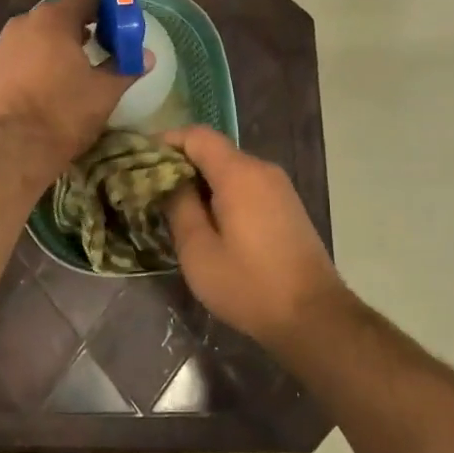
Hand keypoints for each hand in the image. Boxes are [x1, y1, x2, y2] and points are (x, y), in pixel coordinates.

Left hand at [0, 0, 143, 175]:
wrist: (12, 149)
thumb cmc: (63, 114)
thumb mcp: (104, 92)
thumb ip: (126, 68)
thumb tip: (146, 57)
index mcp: (52, 20)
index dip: (107, 6)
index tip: (121, 22)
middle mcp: (22, 24)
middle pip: (59, 15)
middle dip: (82, 27)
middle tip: (104, 46)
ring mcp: (2, 46)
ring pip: (37, 36)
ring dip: (58, 45)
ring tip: (77, 67)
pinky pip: (21, 56)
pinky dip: (38, 62)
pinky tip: (49, 84)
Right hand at [163, 126, 346, 342]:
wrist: (314, 317)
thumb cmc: (248, 285)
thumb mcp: (198, 251)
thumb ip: (178, 207)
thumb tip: (168, 180)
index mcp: (238, 174)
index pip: (196, 135)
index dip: (165, 141)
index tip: (139, 161)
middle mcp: (261, 169)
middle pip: (213, 150)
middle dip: (180, 163)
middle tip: (150, 189)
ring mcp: (279, 187)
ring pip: (230, 168)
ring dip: (200, 181)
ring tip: (174, 208)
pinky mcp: (286, 205)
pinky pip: (246, 185)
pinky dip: (221, 192)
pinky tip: (207, 221)